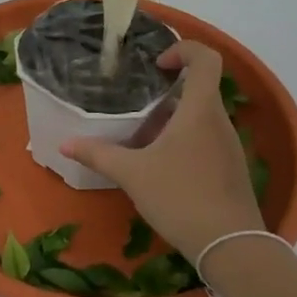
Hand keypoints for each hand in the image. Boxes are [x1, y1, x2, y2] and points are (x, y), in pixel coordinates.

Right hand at [61, 41, 264, 260]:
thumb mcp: (132, 174)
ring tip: (142, 141)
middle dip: (166, 94)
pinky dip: (183, 143)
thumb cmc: (181, 197)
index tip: (157, 65)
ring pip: (200, 118)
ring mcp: (229, 147)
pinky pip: (206, 141)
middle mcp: (219, 122)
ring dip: (172, 121)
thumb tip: (65, 144)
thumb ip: (99, 155)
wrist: (231, 247)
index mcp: (200, 110)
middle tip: (136, 108)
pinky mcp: (231, 169)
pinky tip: (161, 169)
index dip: (184, 50)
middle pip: (198, 90)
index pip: (206, 59)